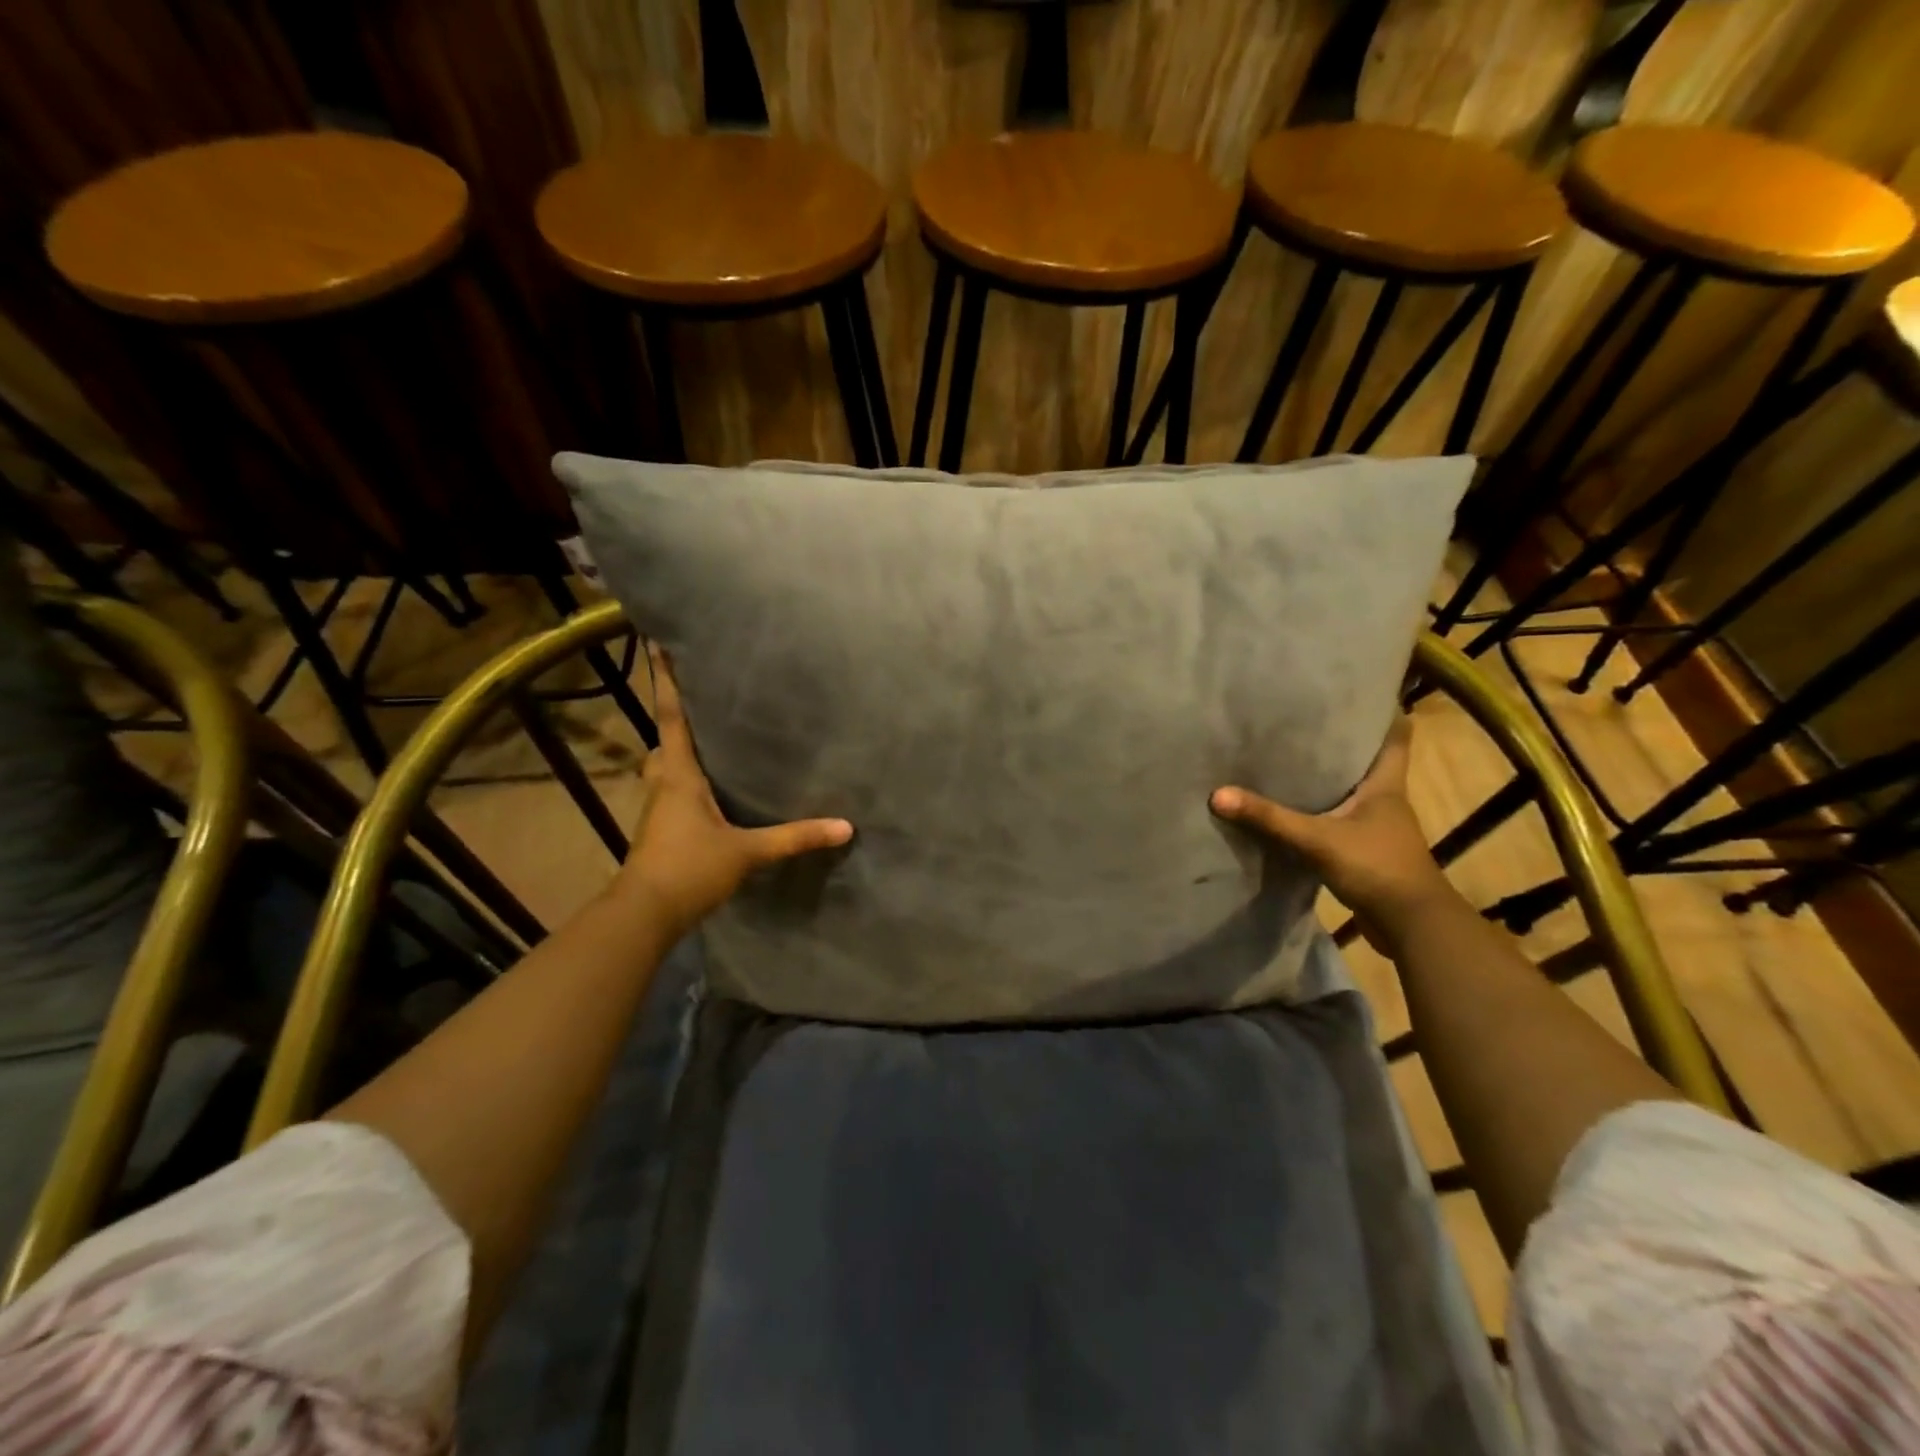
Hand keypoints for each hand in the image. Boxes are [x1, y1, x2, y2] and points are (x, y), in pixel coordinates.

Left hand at [614, 644, 852, 939]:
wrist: (645, 915)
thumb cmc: (690, 870)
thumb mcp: (748, 853)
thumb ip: (795, 837)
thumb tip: (845, 827)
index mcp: (679, 776)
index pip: (672, 719)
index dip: (667, 682)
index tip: (658, 645)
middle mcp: (664, 785)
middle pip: (664, 742)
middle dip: (675, 719)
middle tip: (699, 700)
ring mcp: (658, 811)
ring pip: (665, 769)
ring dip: (678, 753)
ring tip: (708, 744)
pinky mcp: (660, 832)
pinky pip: (672, 793)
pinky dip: (685, 782)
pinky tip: (709, 794)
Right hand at [1210, 716, 1452, 941]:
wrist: (1411, 926)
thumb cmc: (1376, 867)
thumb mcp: (1317, 839)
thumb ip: (1269, 818)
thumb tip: (1217, 794)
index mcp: (1385, 785)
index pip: (1395, 736)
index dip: (1382, 711)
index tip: (1357, 692)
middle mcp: (1384, 800)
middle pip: (1366, 761)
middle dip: (1339, 742)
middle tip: (1301, 720)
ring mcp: (1376, 828)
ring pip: (1349, 792)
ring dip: (1326, 779)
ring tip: (1287, 758)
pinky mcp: (1364, 852)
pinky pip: (1337, 822)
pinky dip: (1318, 813)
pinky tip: (1290, 810)